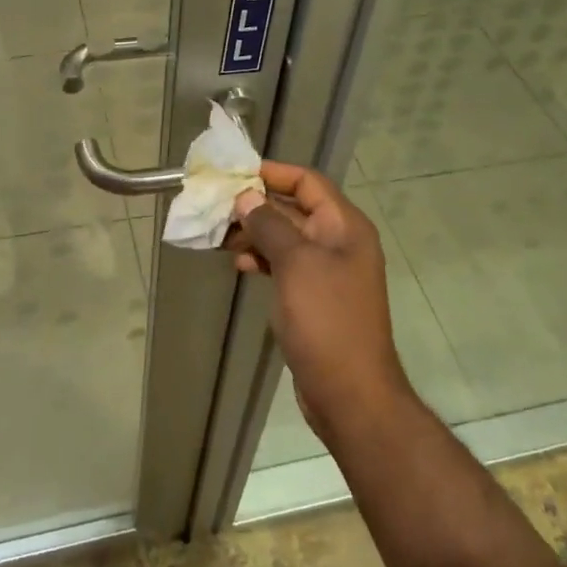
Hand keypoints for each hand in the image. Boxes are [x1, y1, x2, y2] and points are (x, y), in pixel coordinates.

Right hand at [230, 163, 414, 443]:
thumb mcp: (296, 264)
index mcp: (345, 226)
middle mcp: (339, 242)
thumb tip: (246, 197)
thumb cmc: (326, 319)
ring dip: (255, 234)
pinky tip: (240, 266)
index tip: (235, 173)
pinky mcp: (314, 298)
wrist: (350, 393)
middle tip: (216, 207)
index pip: (308, 182)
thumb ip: (270, 225)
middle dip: (256, 205)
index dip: (273, 173)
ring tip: (221, 238)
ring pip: (286, 239)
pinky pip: (285, 266)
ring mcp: (327, 272)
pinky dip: (263, 260)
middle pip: (294, 209)